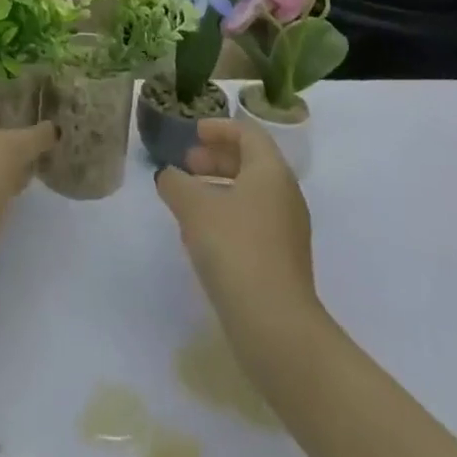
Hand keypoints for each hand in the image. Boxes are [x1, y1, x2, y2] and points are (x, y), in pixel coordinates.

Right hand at [154, 117, 316, 324]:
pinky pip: (254, 222)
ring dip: (220, 189)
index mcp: (270, 171)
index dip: (219, 128)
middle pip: (251, 162)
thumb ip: (176, 183)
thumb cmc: (235, 249)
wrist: (276, 328)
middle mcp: (285, 194)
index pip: (248, 133)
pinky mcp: (283, 262)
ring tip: (189, 201)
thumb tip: (168, 175)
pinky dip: (228, 216)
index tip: (194, 133)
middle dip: (217, 159)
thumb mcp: (194, 208)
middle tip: (187, 165)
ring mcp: (288, 231)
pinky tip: (202, 236)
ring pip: (251, 195)